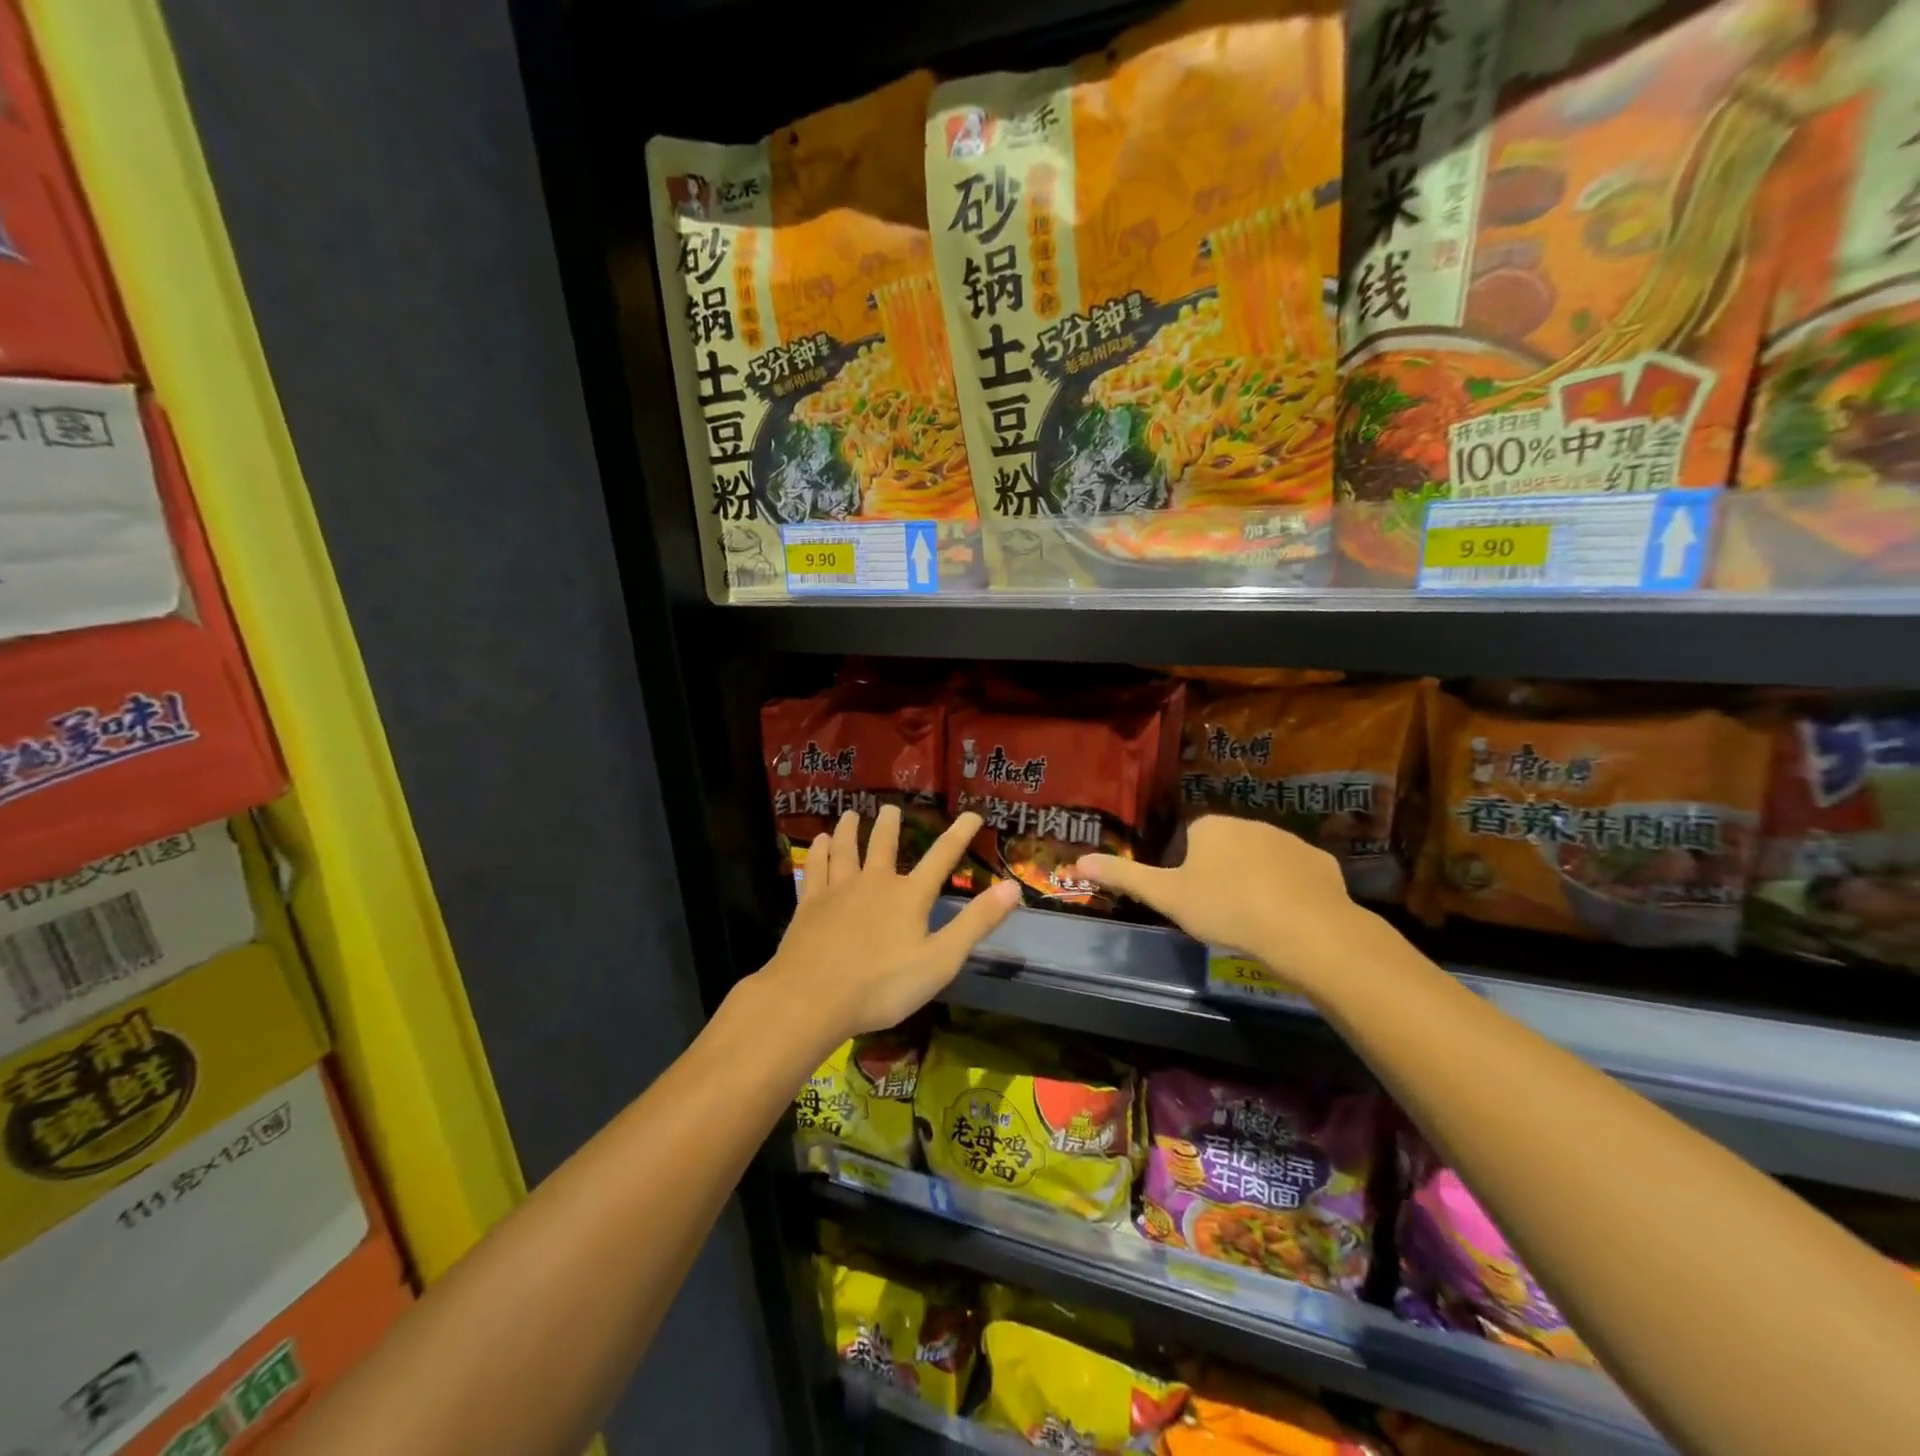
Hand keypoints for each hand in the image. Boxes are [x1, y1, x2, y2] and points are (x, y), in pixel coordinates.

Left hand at [756, 805, 1020, 1046]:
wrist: (812, 998)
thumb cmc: (882, 986)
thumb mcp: (941, 960)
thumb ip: (976, 923)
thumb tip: (1013, 887)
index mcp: (909, 896)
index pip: (942, 857)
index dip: (960, 834)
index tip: (972, 814)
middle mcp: (875, 882)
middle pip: (884, 845)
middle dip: (889, 825)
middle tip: (890, 808)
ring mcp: (838, 890)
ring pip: (845, 849)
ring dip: (849, 830)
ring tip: (850, 814)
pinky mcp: (810, 904)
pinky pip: (816, 868)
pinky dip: (819, 851)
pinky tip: (817, 842)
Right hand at [1070, 815, 1370, 988]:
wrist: (1302, 928)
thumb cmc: (1225, 908)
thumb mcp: (1167, 896)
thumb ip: (1125, 877)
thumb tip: (1078, 860)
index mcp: (1210, 827)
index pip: (1191, 840)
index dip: (1189, 869)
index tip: (1194, 899)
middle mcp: (1250, 823)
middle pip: (1228, 847)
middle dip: (1224, 872)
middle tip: (1221, 912)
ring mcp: (1289, 841)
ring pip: (1264, 860)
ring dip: (1257, 881)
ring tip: (1255, 920)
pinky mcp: (1321, 863)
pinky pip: (1297, 875)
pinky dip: (1291, 891)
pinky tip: (1288, 919)